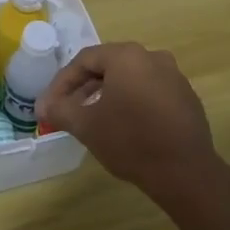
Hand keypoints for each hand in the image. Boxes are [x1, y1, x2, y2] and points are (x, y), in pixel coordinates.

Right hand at [37, 41, 220, 201]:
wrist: (185, 173)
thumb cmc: (130, 141)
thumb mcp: (86, 126)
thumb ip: (60, 110)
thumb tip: (43, 107)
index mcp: (127, 56)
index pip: (84, 60)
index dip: (62, 82)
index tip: (49, 105)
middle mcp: (152, 57)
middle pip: (108, 66)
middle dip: (83, 88)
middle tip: (67, 110)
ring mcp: (174, 76)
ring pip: (130, 78)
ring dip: (107, 94)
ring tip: (92, 117)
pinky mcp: (186, 97)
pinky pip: (150, 91)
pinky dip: (132, 102)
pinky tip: (124, 125)